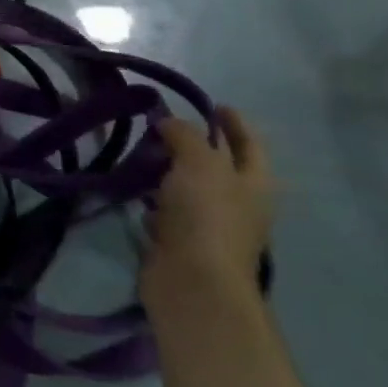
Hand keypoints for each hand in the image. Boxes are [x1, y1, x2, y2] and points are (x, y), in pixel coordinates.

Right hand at [140, 107, 271, 316]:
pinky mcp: (180, 243)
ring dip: (167, 172)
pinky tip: (134, 190)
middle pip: (217, 166)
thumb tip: (168, 122)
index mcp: (253, 184)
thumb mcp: (199, 162)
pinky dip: (152, 201)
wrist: (193, 282)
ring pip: (187, 189)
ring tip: (140, 151)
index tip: (214, 104)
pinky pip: (165, 213)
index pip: (249, 144)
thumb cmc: (206, 216)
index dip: (235, 123)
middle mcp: (236, 204)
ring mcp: (208, 226)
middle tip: (161, 124)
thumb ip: (184, 134)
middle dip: (194, 145)